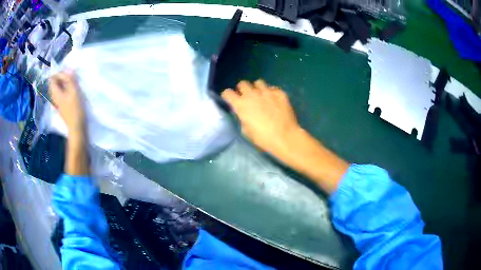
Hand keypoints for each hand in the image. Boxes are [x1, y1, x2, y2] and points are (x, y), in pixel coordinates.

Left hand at [49, 70, 84, 133]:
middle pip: (54, 83)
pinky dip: (64, 89)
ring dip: (63, 83)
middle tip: (70, 77)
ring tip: (71, 82)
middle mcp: (53, 97)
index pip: (52, 78)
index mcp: (55, 93)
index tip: (68, 74)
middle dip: (61, 77)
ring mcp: (56, 102)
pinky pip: (60, 93)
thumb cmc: (75, 109)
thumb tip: (68, 69)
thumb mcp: (74, 92)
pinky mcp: (60, 105)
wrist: (76, 126)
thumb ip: (70, 79)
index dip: (59, 73)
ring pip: (57, 88)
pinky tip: (70, 90)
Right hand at [222, 80, 301, 157]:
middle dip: (242, 89)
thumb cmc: (263, 138)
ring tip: (261, 96)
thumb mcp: (246, 131)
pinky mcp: (280, 93)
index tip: (230, 100)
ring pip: (258, 82)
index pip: (227, 93)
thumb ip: (242, 118)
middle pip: (242, 83)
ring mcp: (267, 92)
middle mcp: (252, 94)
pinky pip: (272, 88)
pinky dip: (271, 93)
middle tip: (246, 97)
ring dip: (257, 88)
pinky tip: (274, 101)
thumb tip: (244, 114)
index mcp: (241, 104)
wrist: (285, 137)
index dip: (227, 96)